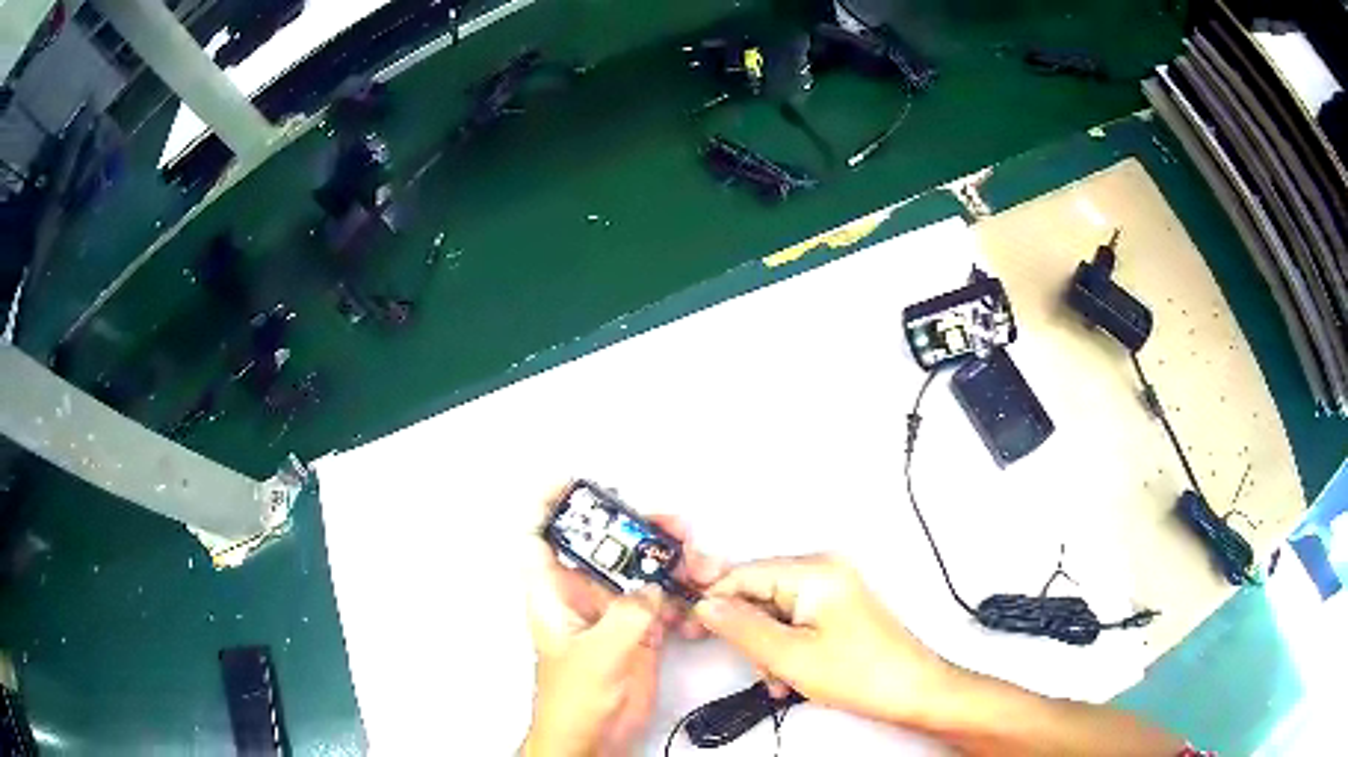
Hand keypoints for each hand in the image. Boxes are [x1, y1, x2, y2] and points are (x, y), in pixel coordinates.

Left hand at [523, 485, 723, 756]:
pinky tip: (697, 600)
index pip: (539, 536)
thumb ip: (627, 614)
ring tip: (698, 561)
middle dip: (637, 529)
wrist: (593, 738)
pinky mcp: (640, 632)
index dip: (549, 505)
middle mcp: (583, 597)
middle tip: (669, 524)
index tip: (572, 481)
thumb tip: (652, 587)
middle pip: (606, 547)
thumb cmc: (572, 702)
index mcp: (554, 594)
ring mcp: (614, 613)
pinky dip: (683, 597)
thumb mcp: (598, 653)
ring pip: (641, 572)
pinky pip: (664, 602)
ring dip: (670, 562)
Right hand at [692, 554, 953, 728]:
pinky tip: (792, 676)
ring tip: (782, 678)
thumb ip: (741, 627)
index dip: (713, 601)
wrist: (914, 692)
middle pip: (758, 593)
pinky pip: (794, 622)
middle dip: (749, 634)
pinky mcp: (837, 609)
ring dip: (767, 648)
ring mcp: (832, 589)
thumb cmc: (861, 674)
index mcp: (814, 571)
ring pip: (773, 613)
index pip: (743, 574)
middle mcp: (823, 570)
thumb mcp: (790, 656)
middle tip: (757, 667)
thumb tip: (705, 606)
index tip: (689, 628)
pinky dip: (785, 648)